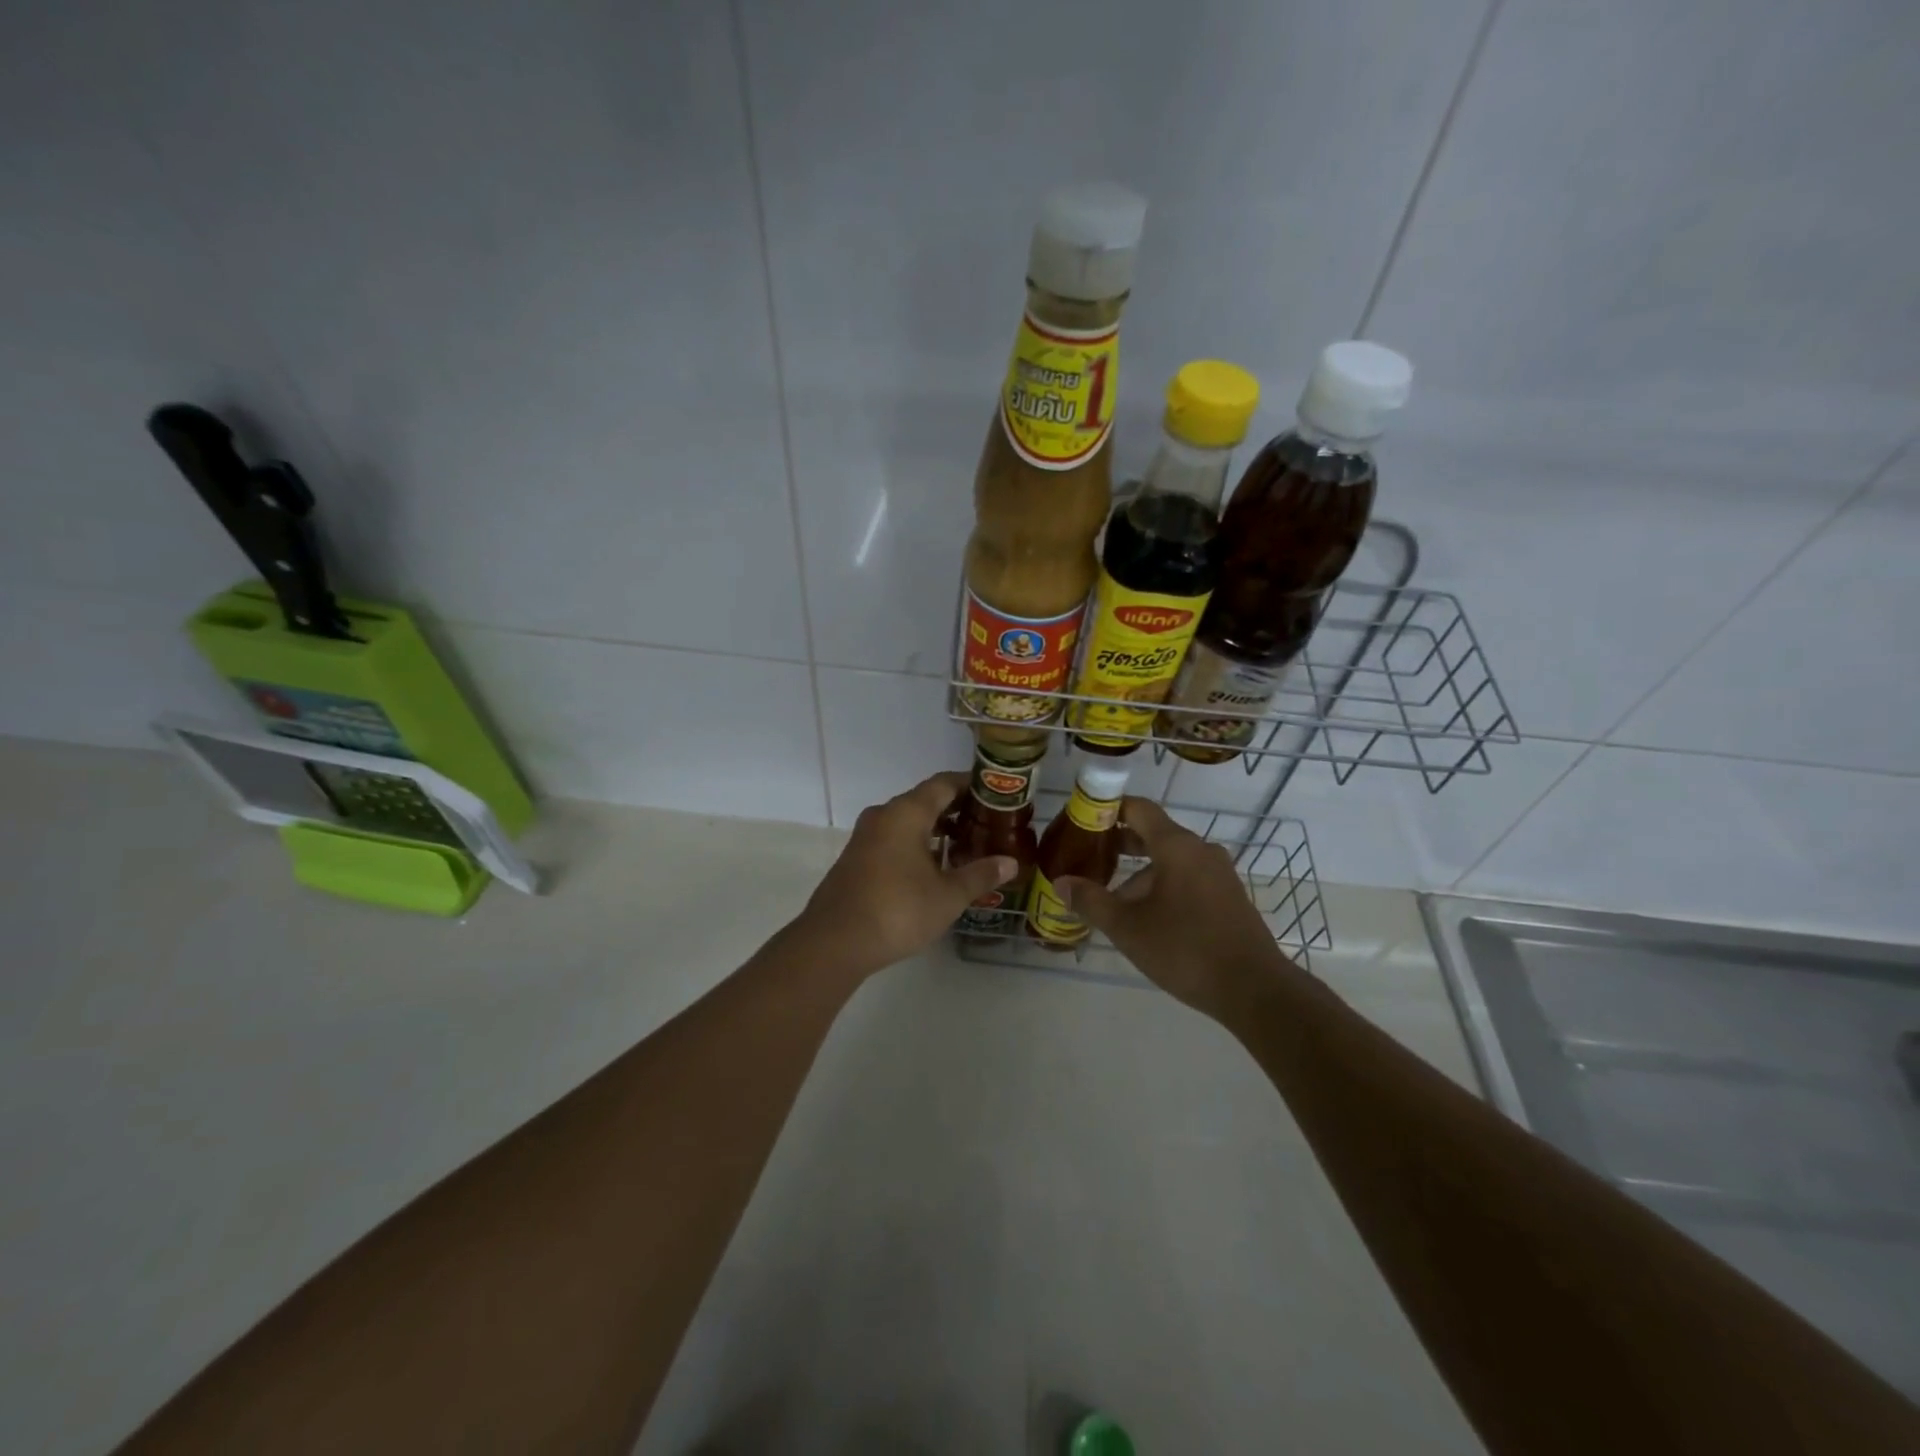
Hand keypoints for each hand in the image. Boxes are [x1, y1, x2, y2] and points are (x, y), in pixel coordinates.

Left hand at [790, 772, 1016, 978]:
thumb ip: (980, 875)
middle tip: (986, 825)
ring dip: (935, 830)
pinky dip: (916, 845)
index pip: (943, 784)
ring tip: (965, 848)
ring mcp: (865, 837)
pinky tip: (932, 869)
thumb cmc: (898, 910)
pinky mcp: (855, 859)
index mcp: (906, 813)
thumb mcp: (948, 896)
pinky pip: (892, 839)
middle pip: (924, 801)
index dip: (970, 785)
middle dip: (955, 810)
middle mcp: (883, 816)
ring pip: (907, 822)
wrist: (834, 942)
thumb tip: (1010, 863)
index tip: (995, 794)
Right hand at [1057, 797, 1293, 1019]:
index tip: (1082, 821)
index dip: (1108, 809)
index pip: (1138, 808)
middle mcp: (1200, 850)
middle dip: (1119, 845)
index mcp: (1176, 846)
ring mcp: (1219, 874)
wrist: (1254, 989)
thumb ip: (1091, 901)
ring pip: (1170, 861)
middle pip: (1154, 834)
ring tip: (1113, 902)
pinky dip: (1163, 887)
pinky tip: (1148, 920)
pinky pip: (1188, 879)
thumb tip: (1061, 883)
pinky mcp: (1229, 897)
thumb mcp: (1127, 928)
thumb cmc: (1185, 949)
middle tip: (1088, 861)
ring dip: (1140, 875)